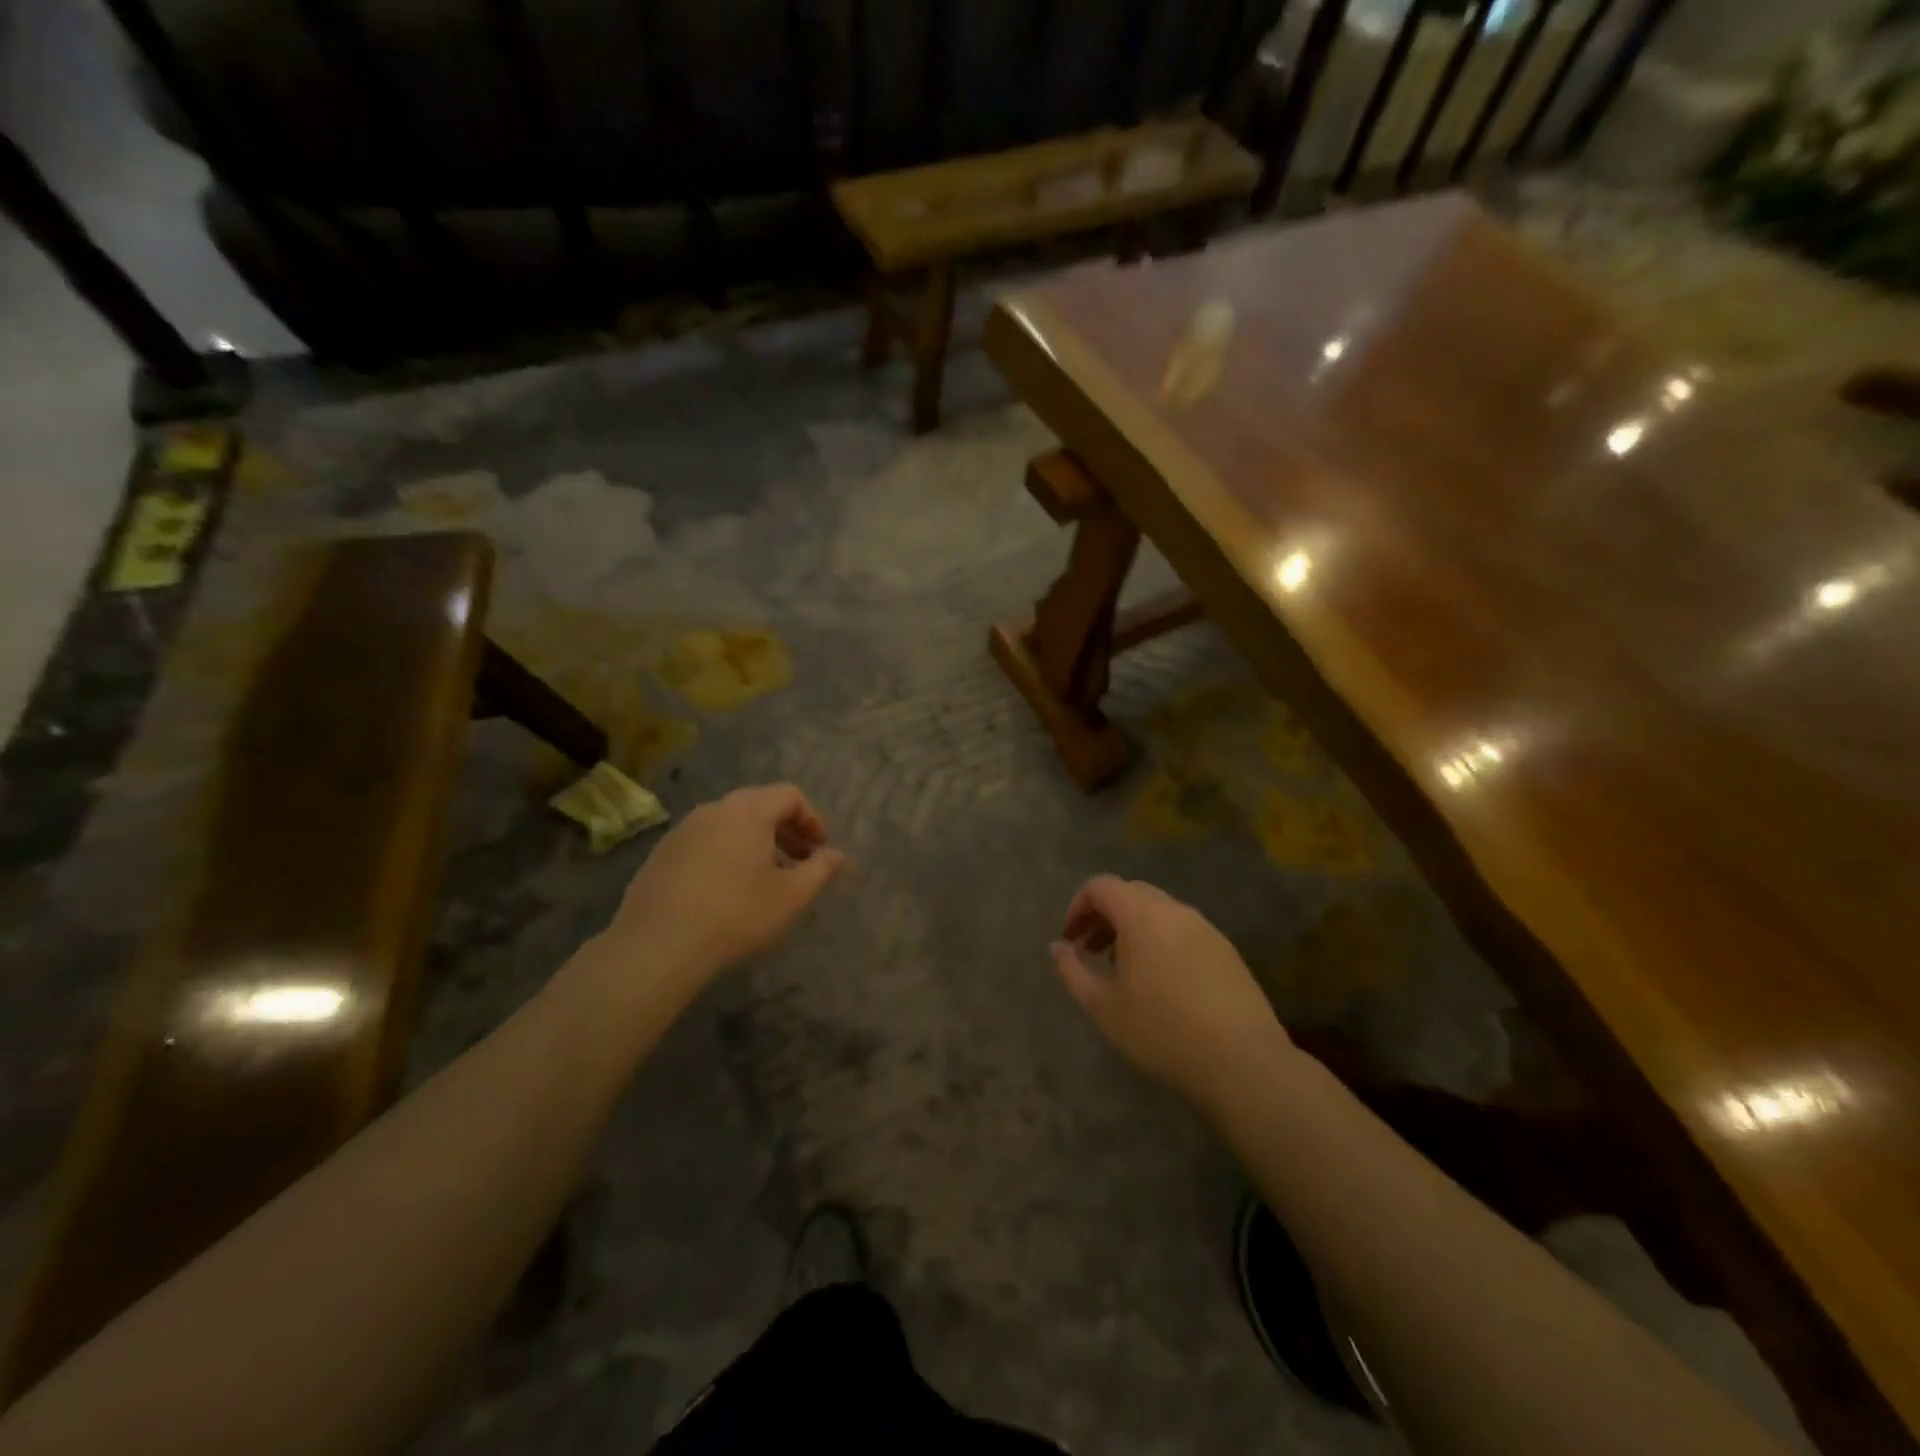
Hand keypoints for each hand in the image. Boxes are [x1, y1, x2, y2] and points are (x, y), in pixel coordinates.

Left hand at [604, 784, 845, 998]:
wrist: (656, 947)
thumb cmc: (736, 915)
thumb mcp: (791, 896)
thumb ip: (820, 870)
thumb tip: (837, 855)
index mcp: (748, 811)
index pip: (789, 795)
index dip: (812, 819)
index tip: (821, 850)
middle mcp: (714, 809)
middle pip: (759, 805)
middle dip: (786, 830)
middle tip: (800, 862)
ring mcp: (683, 830)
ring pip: (730, 823)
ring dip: (756, 842)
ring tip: (766, 878)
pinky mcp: (662, 853)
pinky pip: (706, 840)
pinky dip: (727, 853)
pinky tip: (727, 890)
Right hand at [1052, 875, 1291, 1108]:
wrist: (1243, 1062)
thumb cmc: (1162, 1031)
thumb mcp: (1104, 1007)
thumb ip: (1073, 971)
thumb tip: (1059, 947)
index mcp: (1142, 915)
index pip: (1102, 886)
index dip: (1078, 906)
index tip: (1070, 940)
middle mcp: (1175, 910)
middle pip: (1132, 894)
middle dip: (1105, 916)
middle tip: (1091, 951)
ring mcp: (1207, 929)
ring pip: (1160, 913)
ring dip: (1133, 930)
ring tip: (1124, 971)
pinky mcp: (1227, 952)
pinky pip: (1184, 932)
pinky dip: (1161, 942)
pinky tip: (1161, 984)